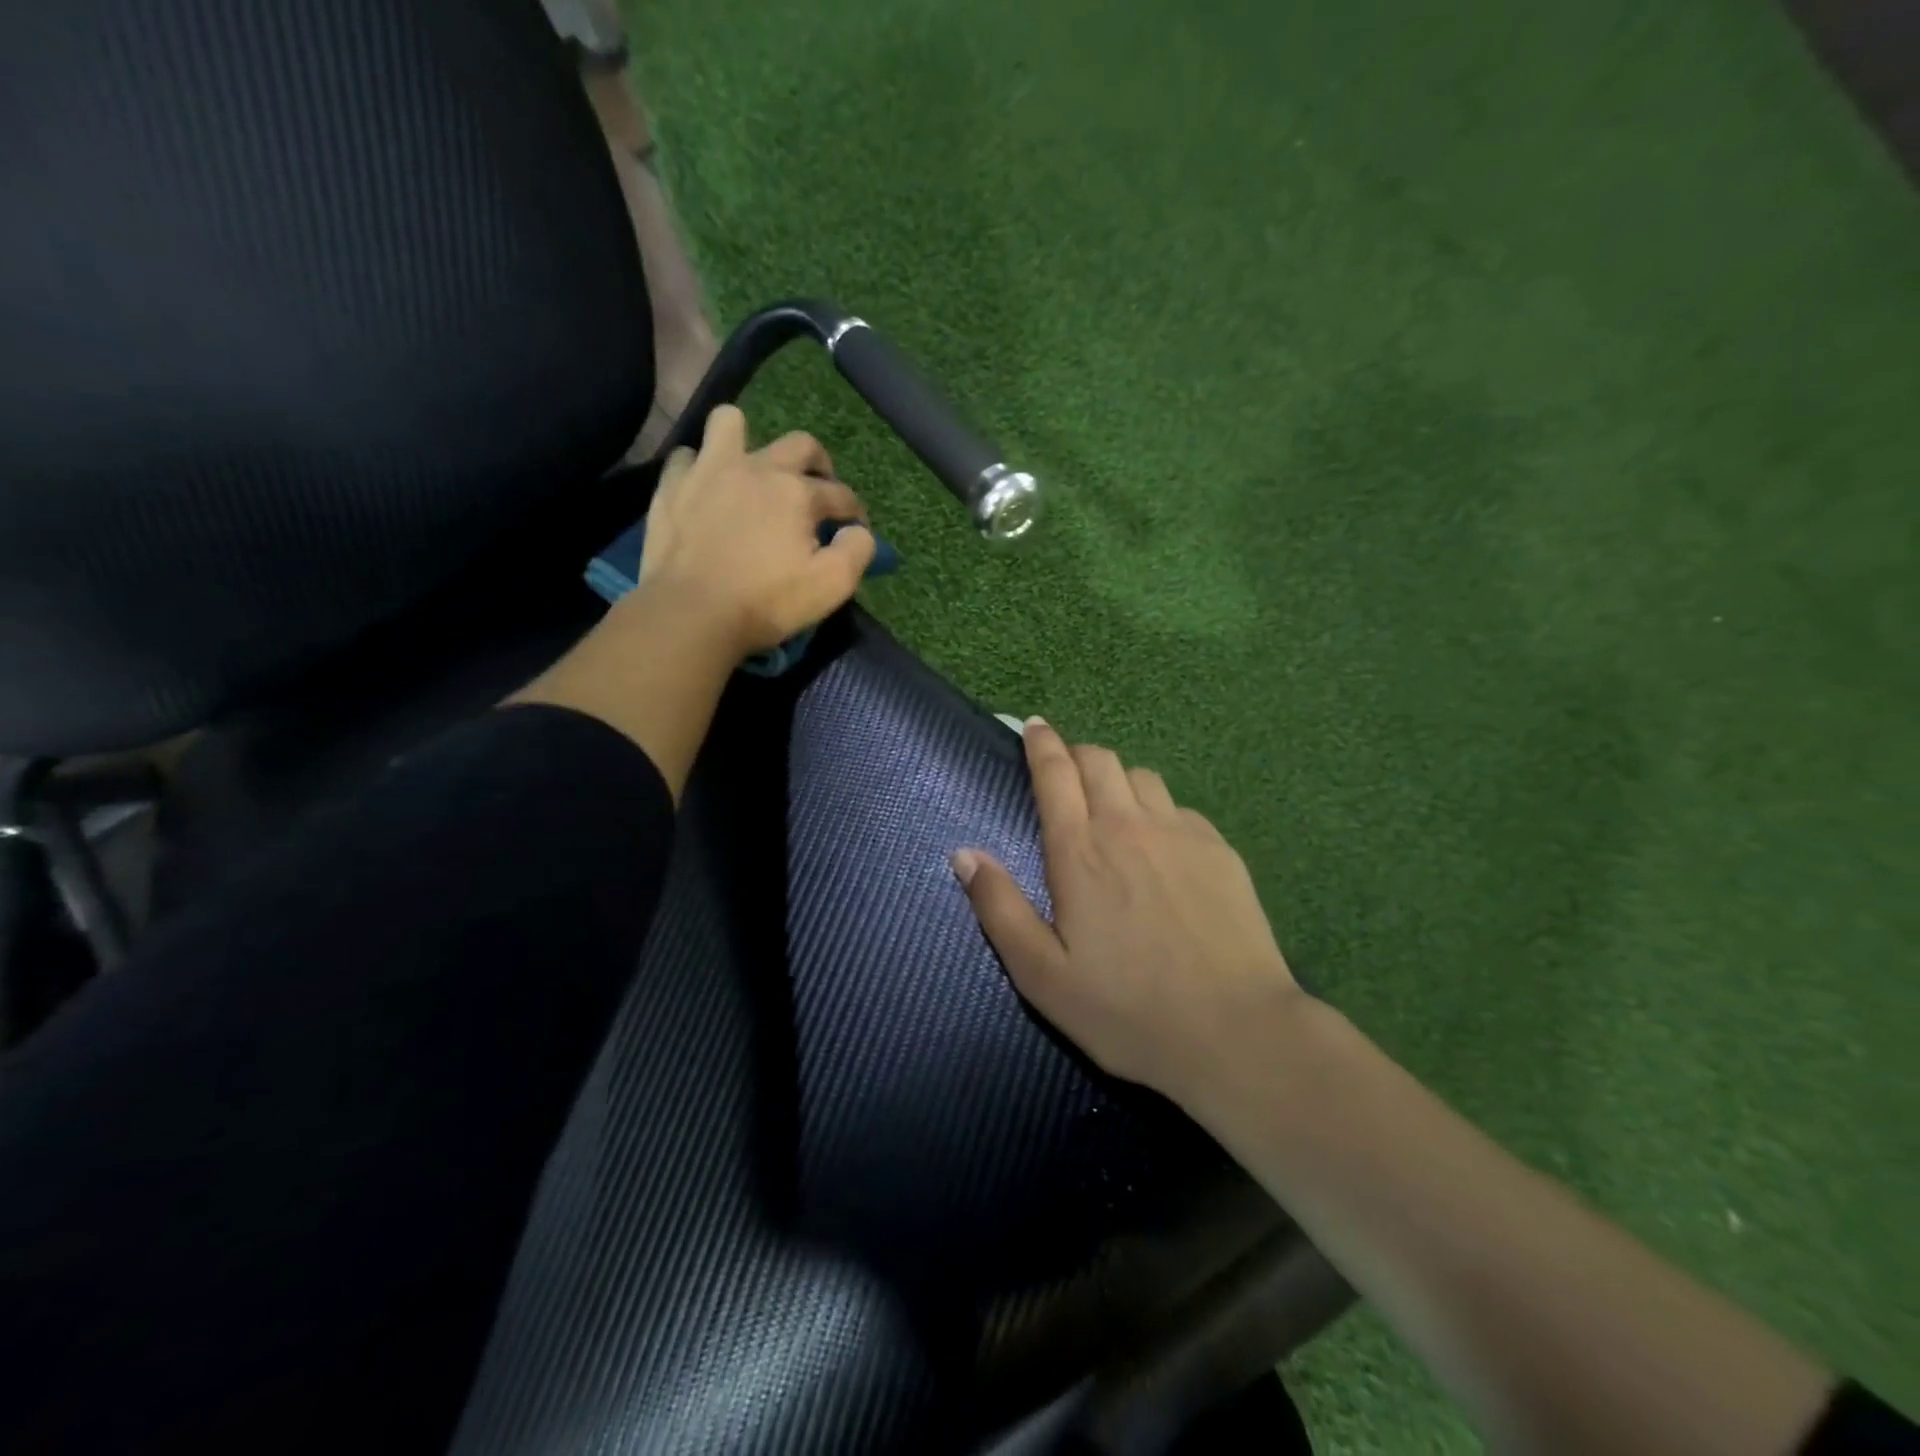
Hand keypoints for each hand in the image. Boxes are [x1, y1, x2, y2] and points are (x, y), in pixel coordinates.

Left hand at [638, 404, 875, 656]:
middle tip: (816, 491)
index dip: (854, 513)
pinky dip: (701, 469)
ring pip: (730, 423)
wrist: (691, 613)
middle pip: (800, 444)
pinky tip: (706, 492)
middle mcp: (757, 467)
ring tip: (751, 473)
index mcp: (798, 492)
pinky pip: (687, 457)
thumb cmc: (766, 602)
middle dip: (819, 464)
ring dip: (747, 442)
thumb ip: (857, 550)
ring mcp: (709, 471)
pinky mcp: (672, 486)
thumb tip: (858, 531)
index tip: (852, 532)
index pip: (841, 494)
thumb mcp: (832, 585)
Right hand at [951, 719, 1304, 1107]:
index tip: (1034, 725)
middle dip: (1076, 753)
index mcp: (1080, 850)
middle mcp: (1129, 826)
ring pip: (1143, 777)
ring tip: (1112, 807)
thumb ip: (999, 907)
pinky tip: (1161, 846)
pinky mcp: (1219, 850)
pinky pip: (1180, 808)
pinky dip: (1159, 810)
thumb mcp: (1041, 974)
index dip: (1041, 742)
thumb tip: (964, 853)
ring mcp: (1180, 833)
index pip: (1055, 772)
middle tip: (1065, 771)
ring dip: (1118, 780)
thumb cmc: (1127, 1009)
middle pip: (1100, 759)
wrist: (1235, 1031)